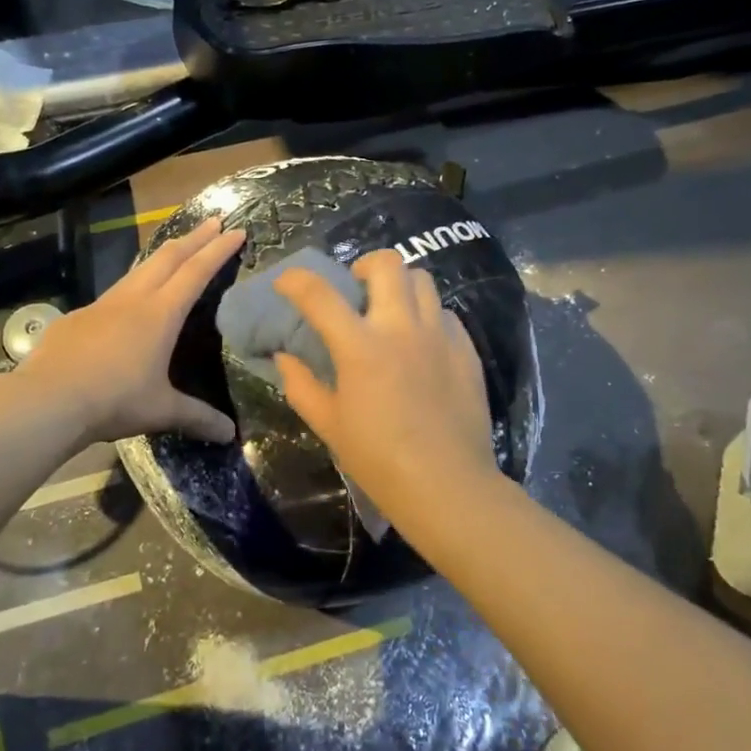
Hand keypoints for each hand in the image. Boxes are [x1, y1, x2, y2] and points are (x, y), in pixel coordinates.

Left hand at [16, 217, 244, 445]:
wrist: (48, 400)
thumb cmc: (114, 400)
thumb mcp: (161, 410)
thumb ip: (197, 418)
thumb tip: (231, 436)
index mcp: (160, 314)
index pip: (196, 272)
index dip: (218, 250)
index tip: (236, 230)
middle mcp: (133, 300)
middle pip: (168, 257)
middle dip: (194, 238)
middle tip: (213, 221)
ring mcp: (102, 305)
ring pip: (138, 269)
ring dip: (162, 256)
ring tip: (175, 251)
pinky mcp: (77, 318)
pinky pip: (112, 295)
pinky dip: (131, 287)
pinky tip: (127, 304)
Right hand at [272, 249, 498, 517]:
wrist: (447, 485)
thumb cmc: (378, 459)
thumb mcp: (328, 425)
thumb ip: (301, 384)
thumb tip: (284, 356)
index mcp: (360, 346)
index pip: (319, 294)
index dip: (296, 281)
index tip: (287, 284)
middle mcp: (401, 328)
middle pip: (387, 264)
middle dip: (364, 265)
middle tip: (356, 288)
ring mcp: (439, 335)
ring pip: (423, 280)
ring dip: (400, 286)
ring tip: (392, 310)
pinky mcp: (466, 349)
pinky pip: (446, 313)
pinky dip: (428, 316)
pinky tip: (422, 341)